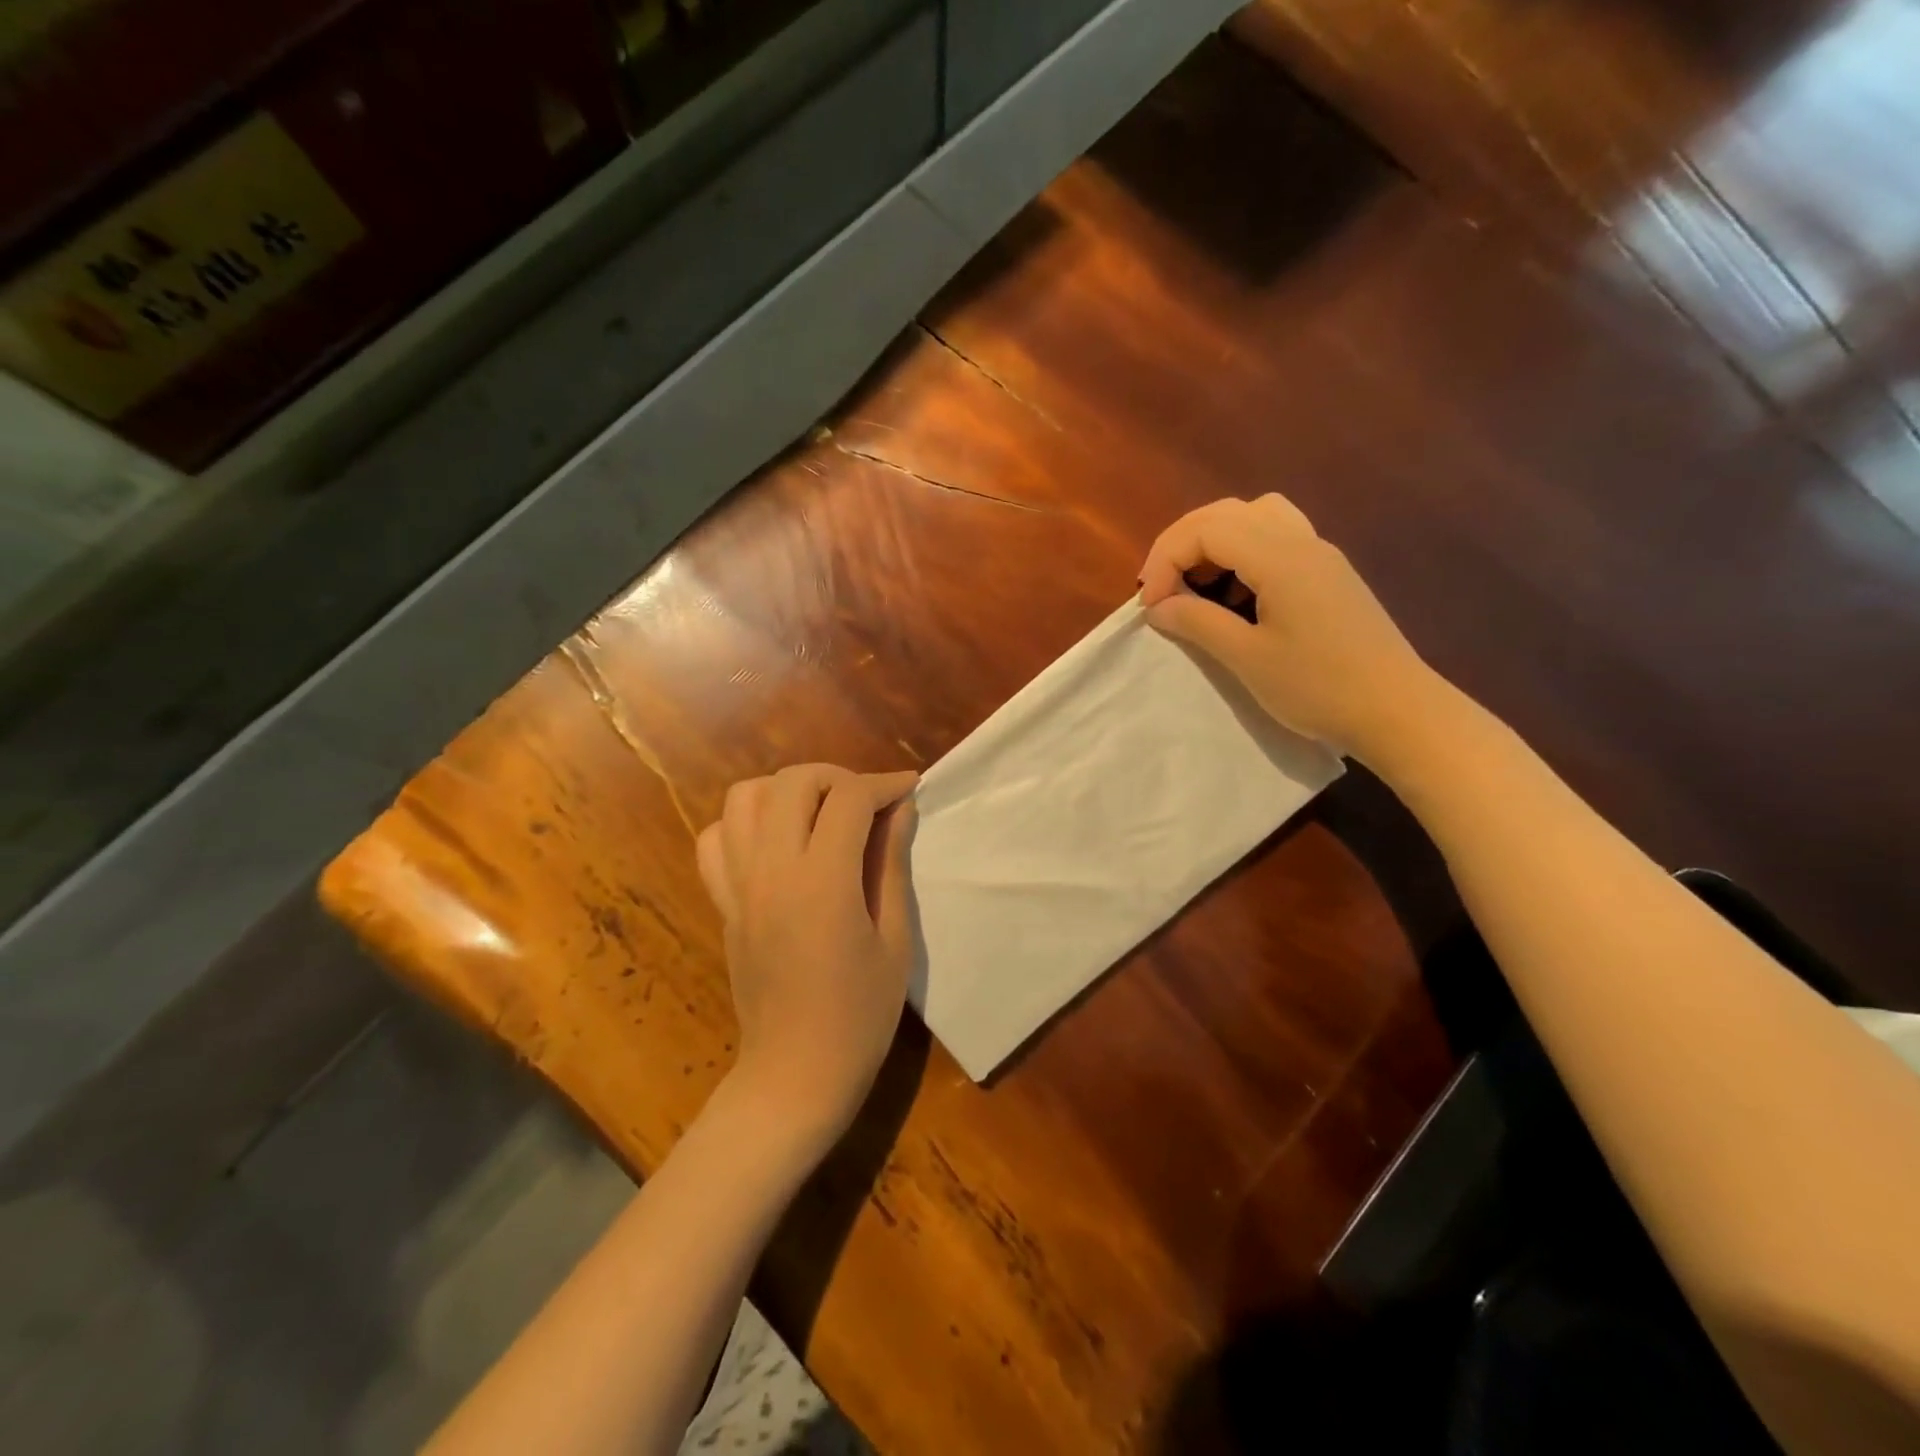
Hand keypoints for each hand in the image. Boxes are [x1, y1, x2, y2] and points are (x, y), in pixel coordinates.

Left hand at [696, 764, 919, 1148]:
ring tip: (819, 812)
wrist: (795, 1073)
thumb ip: (891, 864)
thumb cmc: (860, 1015)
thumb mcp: (894, 939)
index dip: (884, 784)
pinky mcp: (722, 903)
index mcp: (822, 882)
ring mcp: (738, 885)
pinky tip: (774, 842)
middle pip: (792, 782)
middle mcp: (771, 871)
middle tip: (867, 801)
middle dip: (836, 777)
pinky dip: (743, 823)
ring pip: (744, 797)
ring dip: (786, 790)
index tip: (909, 788)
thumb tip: (899, 809)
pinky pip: (715, 839)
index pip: (849, 799)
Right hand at [1138, 494, 1442, 762]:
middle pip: (1227, 513)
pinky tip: (1236, 596)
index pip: (1205, 529)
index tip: (1151, 606)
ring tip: (1196, 587)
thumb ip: (1197, 623)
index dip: (1165, 560)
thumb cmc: (1318, 687)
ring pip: (1255, 519)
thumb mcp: (1247, 658)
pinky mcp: (1329, 575)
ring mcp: (1320, 555)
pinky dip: (1242, 555)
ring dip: (1214, 544)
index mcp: (1280, 556)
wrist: (1397, 711)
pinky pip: (1276, 540)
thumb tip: (1158, 607)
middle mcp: (1301, 541)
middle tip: (1161, 589)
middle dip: (1183, 545)